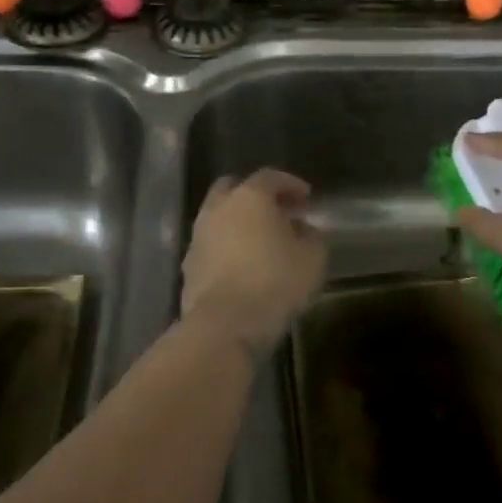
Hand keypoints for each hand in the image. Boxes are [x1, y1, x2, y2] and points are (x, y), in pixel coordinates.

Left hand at [182, 170, 328, 351]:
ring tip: (262, 244)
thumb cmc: (275, 282)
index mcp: (249, 197)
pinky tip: (243, 267)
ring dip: (238, 224)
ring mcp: (198, 238)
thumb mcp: (312, 258)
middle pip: (233, 189)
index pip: (271, 177)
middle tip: (278, 213)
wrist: (225, 324)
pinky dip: (226, 249)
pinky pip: (211, 247)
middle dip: (256, 197)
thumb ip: (312, 237)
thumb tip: (304, 230)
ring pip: (218, 218)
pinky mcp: (189, 267)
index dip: (291, 185)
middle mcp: (218, 209)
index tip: (307, 199)